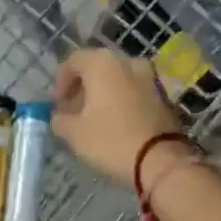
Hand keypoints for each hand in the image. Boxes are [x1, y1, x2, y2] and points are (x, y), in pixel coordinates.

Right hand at [51, 48, 186, 186]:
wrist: (161, 159)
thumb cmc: (111, 140)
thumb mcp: (74, 133)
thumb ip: (60, 119)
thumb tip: (59, 116)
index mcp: (103, 63)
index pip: (73, 61)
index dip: (61, 81)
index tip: (57, 103)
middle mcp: (128, 62)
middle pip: (97, 68)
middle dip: (83, 88)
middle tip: (73, 110)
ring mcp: (150, 77)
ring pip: (118, 79)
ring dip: (103, 94)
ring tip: (95, 119)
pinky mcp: (163, 95)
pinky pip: (134, 91)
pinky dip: (122, 101)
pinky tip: (116, 123)